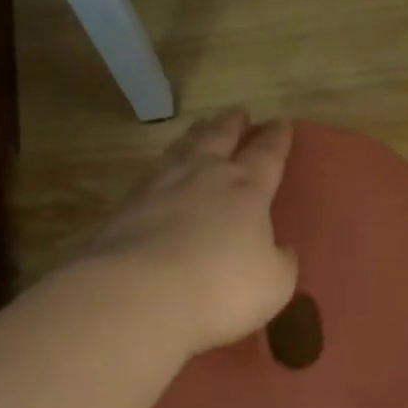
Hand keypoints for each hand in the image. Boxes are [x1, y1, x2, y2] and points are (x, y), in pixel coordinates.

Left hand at [79, 108, 298, 359]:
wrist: (138, 295)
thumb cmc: (220, 289)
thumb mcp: (273, 283)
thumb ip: (281, 261)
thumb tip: (281, 249)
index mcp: (246, 190)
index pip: (266, 155)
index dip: (276, 139)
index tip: (281, 123)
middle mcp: (203, 176)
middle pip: (220, 138)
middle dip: (233, 125)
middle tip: (239, 112)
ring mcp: (159, 187)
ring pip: (183, 149)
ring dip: (196, 135)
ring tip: (202, 126)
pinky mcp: (126, 207)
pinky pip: (151, 175)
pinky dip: (162, 168)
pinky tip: (160, 173)